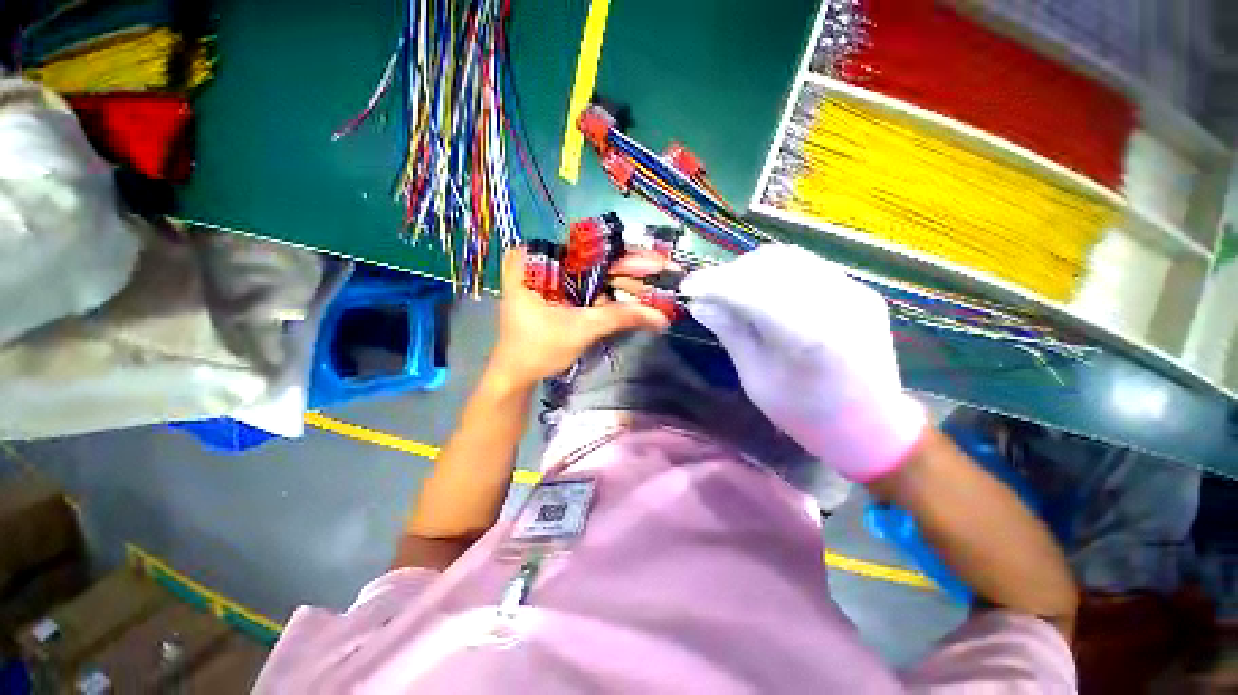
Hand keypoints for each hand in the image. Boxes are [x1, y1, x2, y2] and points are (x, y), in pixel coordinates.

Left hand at [486, 246, 669, 387]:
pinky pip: (591, 289)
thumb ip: (619, 317)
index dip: (630, 255)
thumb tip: (661, 316)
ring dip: (627, 287)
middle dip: (634, 273)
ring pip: (598, 276)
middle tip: (668, 276)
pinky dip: (613, 298)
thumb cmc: (538, 349)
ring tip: (658, 295)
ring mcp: (555, 279)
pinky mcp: (562, 294)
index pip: (594, 249)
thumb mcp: (580, 329)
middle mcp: (548, 262)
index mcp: (541, 261)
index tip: (659, 261)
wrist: (516, 375)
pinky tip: (637, 302)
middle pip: (599, 261)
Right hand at [680, 245, 926, 481]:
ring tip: (730, 289)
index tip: (687, 288)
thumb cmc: (807, 416)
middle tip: (707, 291)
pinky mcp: (860, 290)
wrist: (872, 427)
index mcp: (809, 337)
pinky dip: (774, 273)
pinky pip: (808, 267)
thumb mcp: (758, 381)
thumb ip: (732, 334)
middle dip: (729, 274)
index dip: (713, 284)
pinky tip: (761, 291)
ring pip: (789, 258)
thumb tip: (700, 304)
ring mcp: (854, 292)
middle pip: (770, 265)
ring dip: (750, 269)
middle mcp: (837, 303)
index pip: (750, 291)